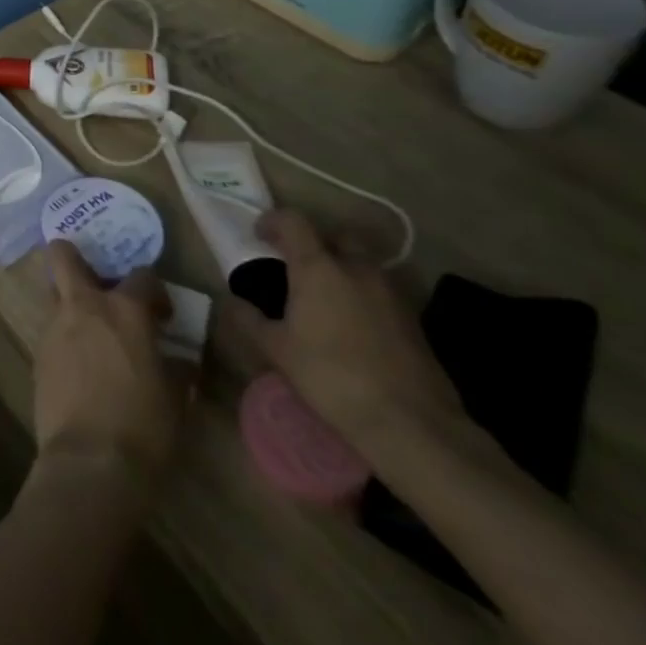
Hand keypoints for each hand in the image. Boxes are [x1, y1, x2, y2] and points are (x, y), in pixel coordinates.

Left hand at [33, 243, 189, 490]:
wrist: (90, 461)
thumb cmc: (143, 426)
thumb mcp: (175, 399)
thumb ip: (176, 370)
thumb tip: (180, 362)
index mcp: (124, 310)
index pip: (142, 276)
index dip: (155, 292)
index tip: (162, 315)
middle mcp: (83, 306)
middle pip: (64, 255)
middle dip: (75, 257)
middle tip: (98, 284)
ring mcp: (54, 327)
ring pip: (55, 293)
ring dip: (70, 302)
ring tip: (91, 331)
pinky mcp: (37, 353)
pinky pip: (51, 330)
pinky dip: (64, 337)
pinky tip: (80, 366)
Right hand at [229, 210, 464, 459]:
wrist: (411, 423)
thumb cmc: (331, 376)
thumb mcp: (277, 350)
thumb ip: (250, 319)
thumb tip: (232, 301)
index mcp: (318, 267)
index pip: (293, 221)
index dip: (272, 221)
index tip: (259, 236)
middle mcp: (356, 268)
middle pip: (336, 236)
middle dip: (315, 242)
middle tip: (296, 265)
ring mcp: (391, 292)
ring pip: (363, 263)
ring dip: (342, 268)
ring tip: (325, 297)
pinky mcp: (413, 319)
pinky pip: (381, 290)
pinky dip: (363, 294)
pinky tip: (353, 325)